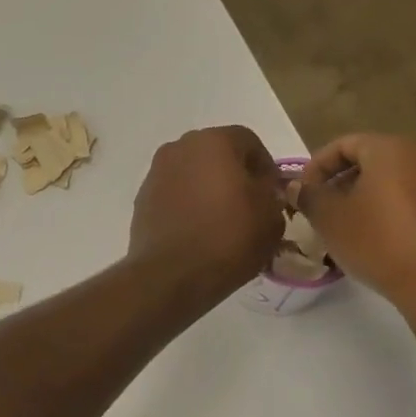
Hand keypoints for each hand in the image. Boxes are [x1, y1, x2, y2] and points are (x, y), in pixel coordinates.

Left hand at [128, 126, 286, 305]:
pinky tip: (197, 231)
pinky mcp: (142, 199)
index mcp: (214, 141)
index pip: (249, 142)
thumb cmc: (228, 238)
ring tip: (221, 221)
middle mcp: (180, 148)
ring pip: (193, 174)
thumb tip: (262, 191)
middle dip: (234, 175)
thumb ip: (272, 195)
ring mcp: (157, 173)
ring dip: (208, 189)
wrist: (171, 275)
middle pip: (217, 154)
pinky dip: (188, 205)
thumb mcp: (271, 218)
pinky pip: (174, 194)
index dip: (265, 167)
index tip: (272, 194)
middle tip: (249, 206)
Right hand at [296, 134, 415, 304]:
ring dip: (368, 199)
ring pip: (395, 182)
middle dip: (343, 183)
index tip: (303, 194)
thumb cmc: (379, 241)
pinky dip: (394, 213)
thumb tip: (295, 186)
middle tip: (323, 211)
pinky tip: (381, 241)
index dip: (317, 167)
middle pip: (373, 160)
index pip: (345, 144)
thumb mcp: (331, 219)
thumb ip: (309, 197)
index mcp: (391, 147)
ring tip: (349, 229)